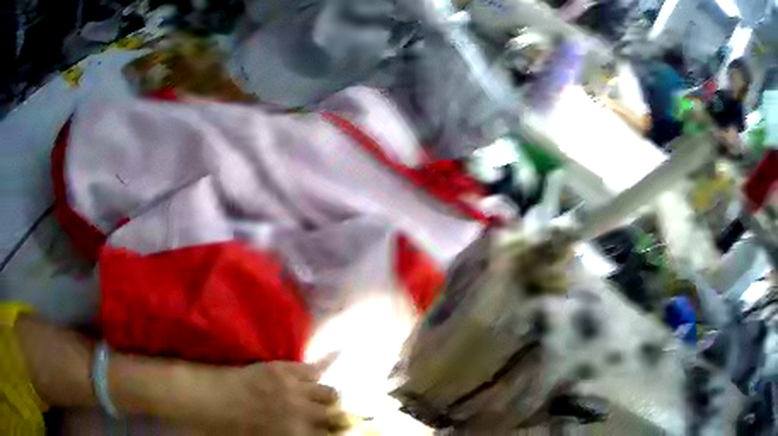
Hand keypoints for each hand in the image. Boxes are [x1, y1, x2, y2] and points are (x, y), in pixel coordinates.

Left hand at [181, 361, 344, 434]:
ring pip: (330, 392)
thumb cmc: (229, 428)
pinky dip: (317, 374)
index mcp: (293, 433)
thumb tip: (308, 434)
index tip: (334, 433)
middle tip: (328, 419)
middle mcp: (299, 411)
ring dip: (327, 398)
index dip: (335, 434)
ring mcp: (291, 388)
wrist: (204, 398)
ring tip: (319, 399)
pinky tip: (313, 377)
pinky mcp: (280, 369)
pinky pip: (312, 369)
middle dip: (335, 418)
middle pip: (334, 414)